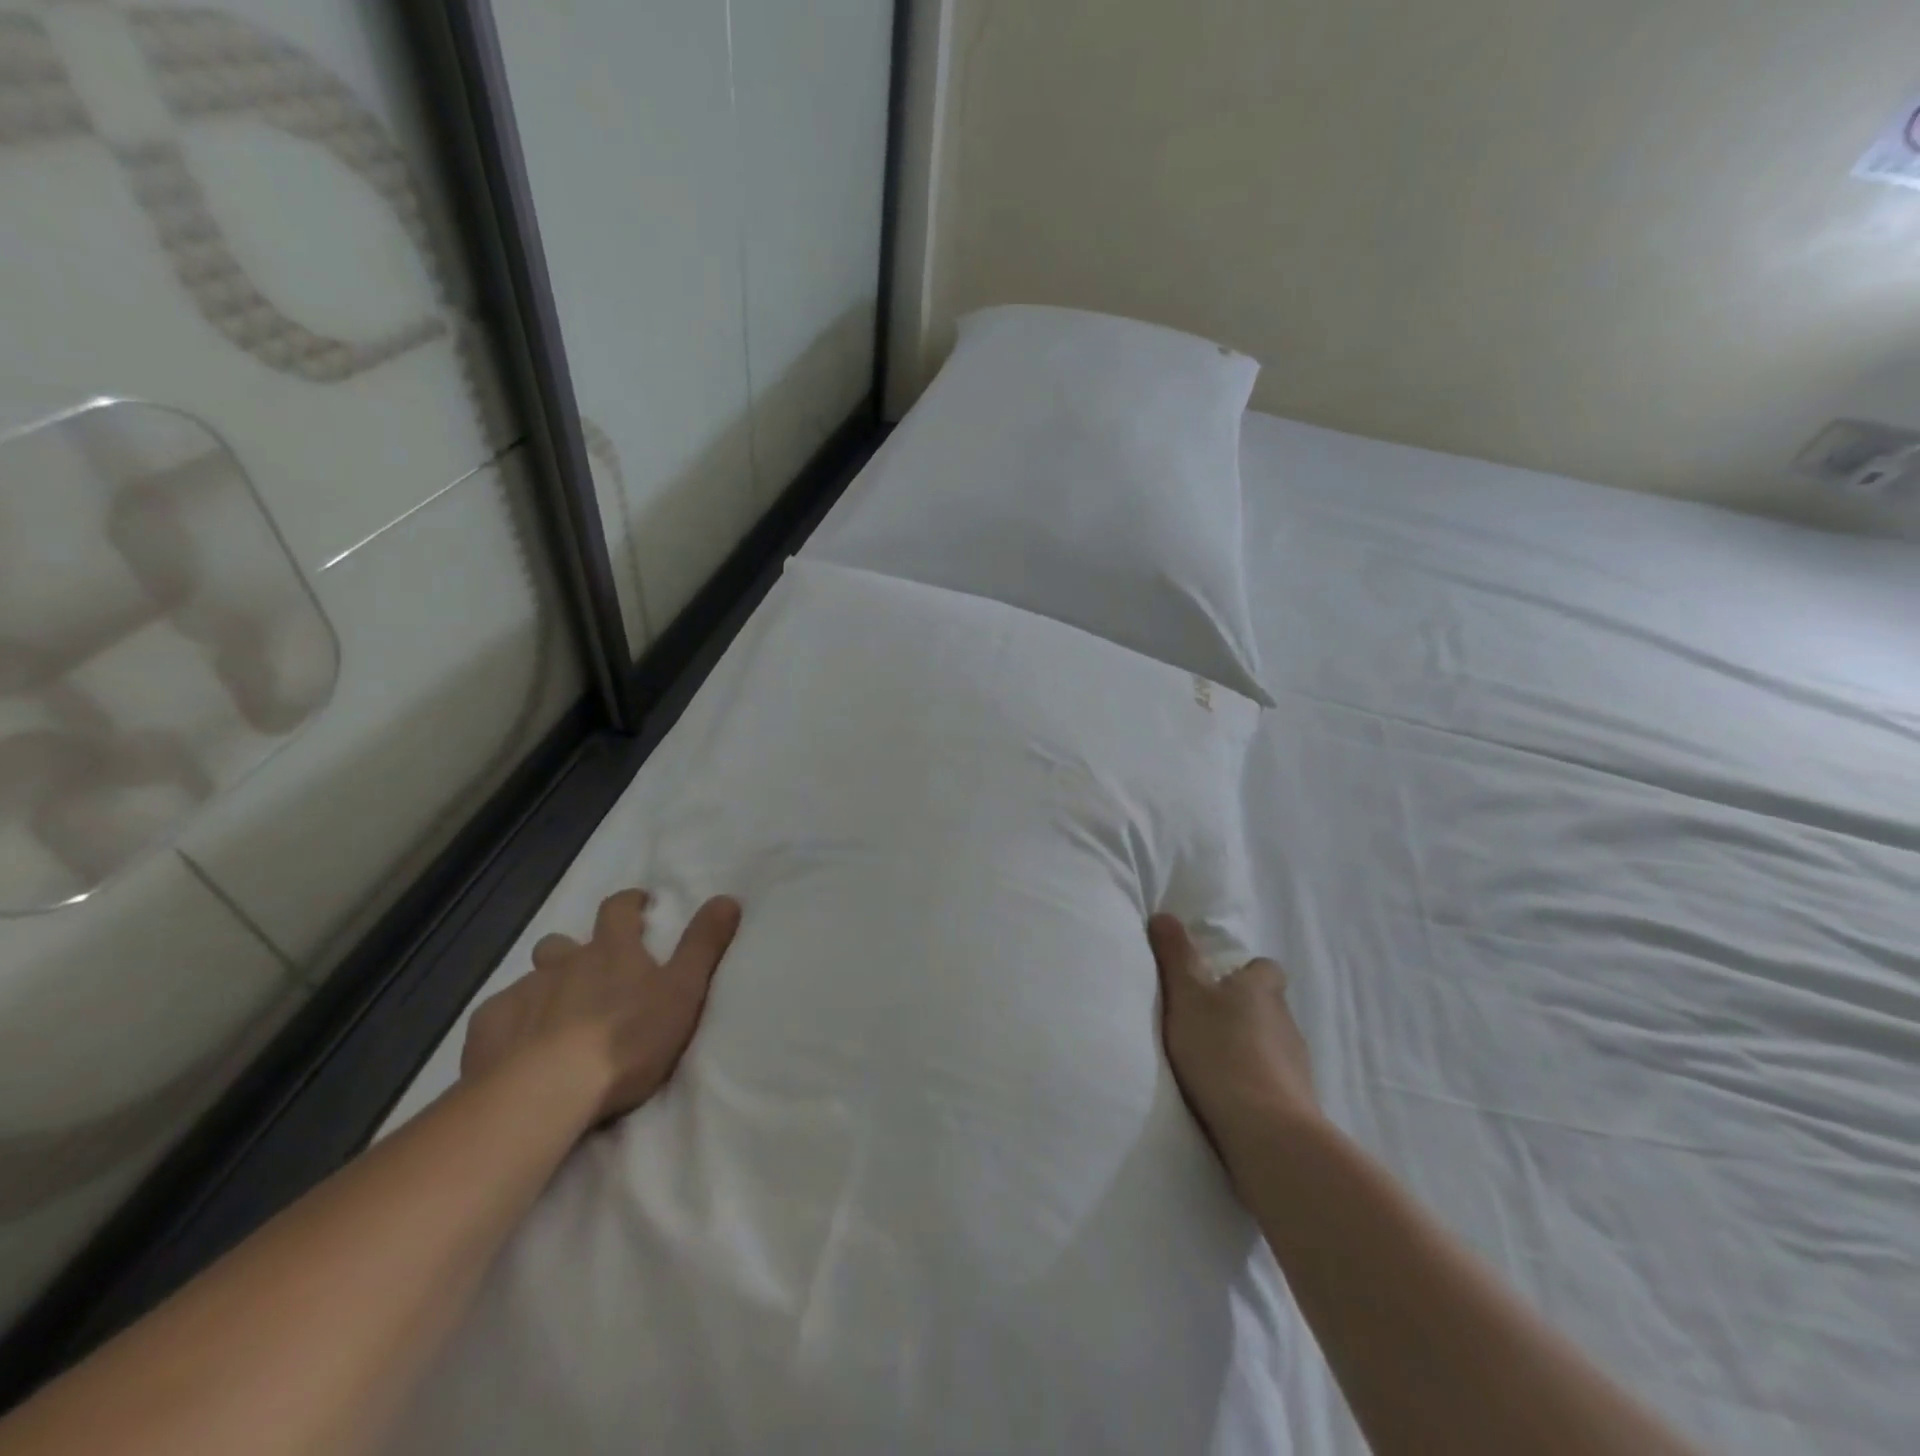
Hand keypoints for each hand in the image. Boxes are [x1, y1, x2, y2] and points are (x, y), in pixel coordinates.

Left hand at [461, 889, 741, 1123]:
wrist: (544, 1092)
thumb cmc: (625, 1040)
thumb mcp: (683, 991)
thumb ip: (704, 944)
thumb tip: (728, 897)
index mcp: (612, 951)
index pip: (618, 909)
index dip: (629, 903)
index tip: (639, 904)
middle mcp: (563, 962)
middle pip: (563, 944)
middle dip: (575, 951)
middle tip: (591, 975)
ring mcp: (522, 993)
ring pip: (531, 980)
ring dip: (544, 990)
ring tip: (554, 1019)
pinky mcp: (487, 1029)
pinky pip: (498, 1015)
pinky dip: (511, 1023)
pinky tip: (516, 1049)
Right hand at [1149, 913, 1320, 1159]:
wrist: (1266, 1131)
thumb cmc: (1221, 1049)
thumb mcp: (1185, 994)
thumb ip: (1175, 955)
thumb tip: (1164, 914)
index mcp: (1262, 988)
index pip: (1264, 968)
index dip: (1243, 972)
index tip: (1216, 983)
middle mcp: (1285, 1019)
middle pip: (1266, 1005)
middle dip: (1241, 1011)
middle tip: (1203, 1022)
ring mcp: (1296, 1063)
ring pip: (1270, 1043)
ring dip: (1248, 1048)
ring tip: (1212, 1063)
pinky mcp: (1297, 1102)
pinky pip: (1273, 1080)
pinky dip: (1254, 1082)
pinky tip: (1228, 1096)